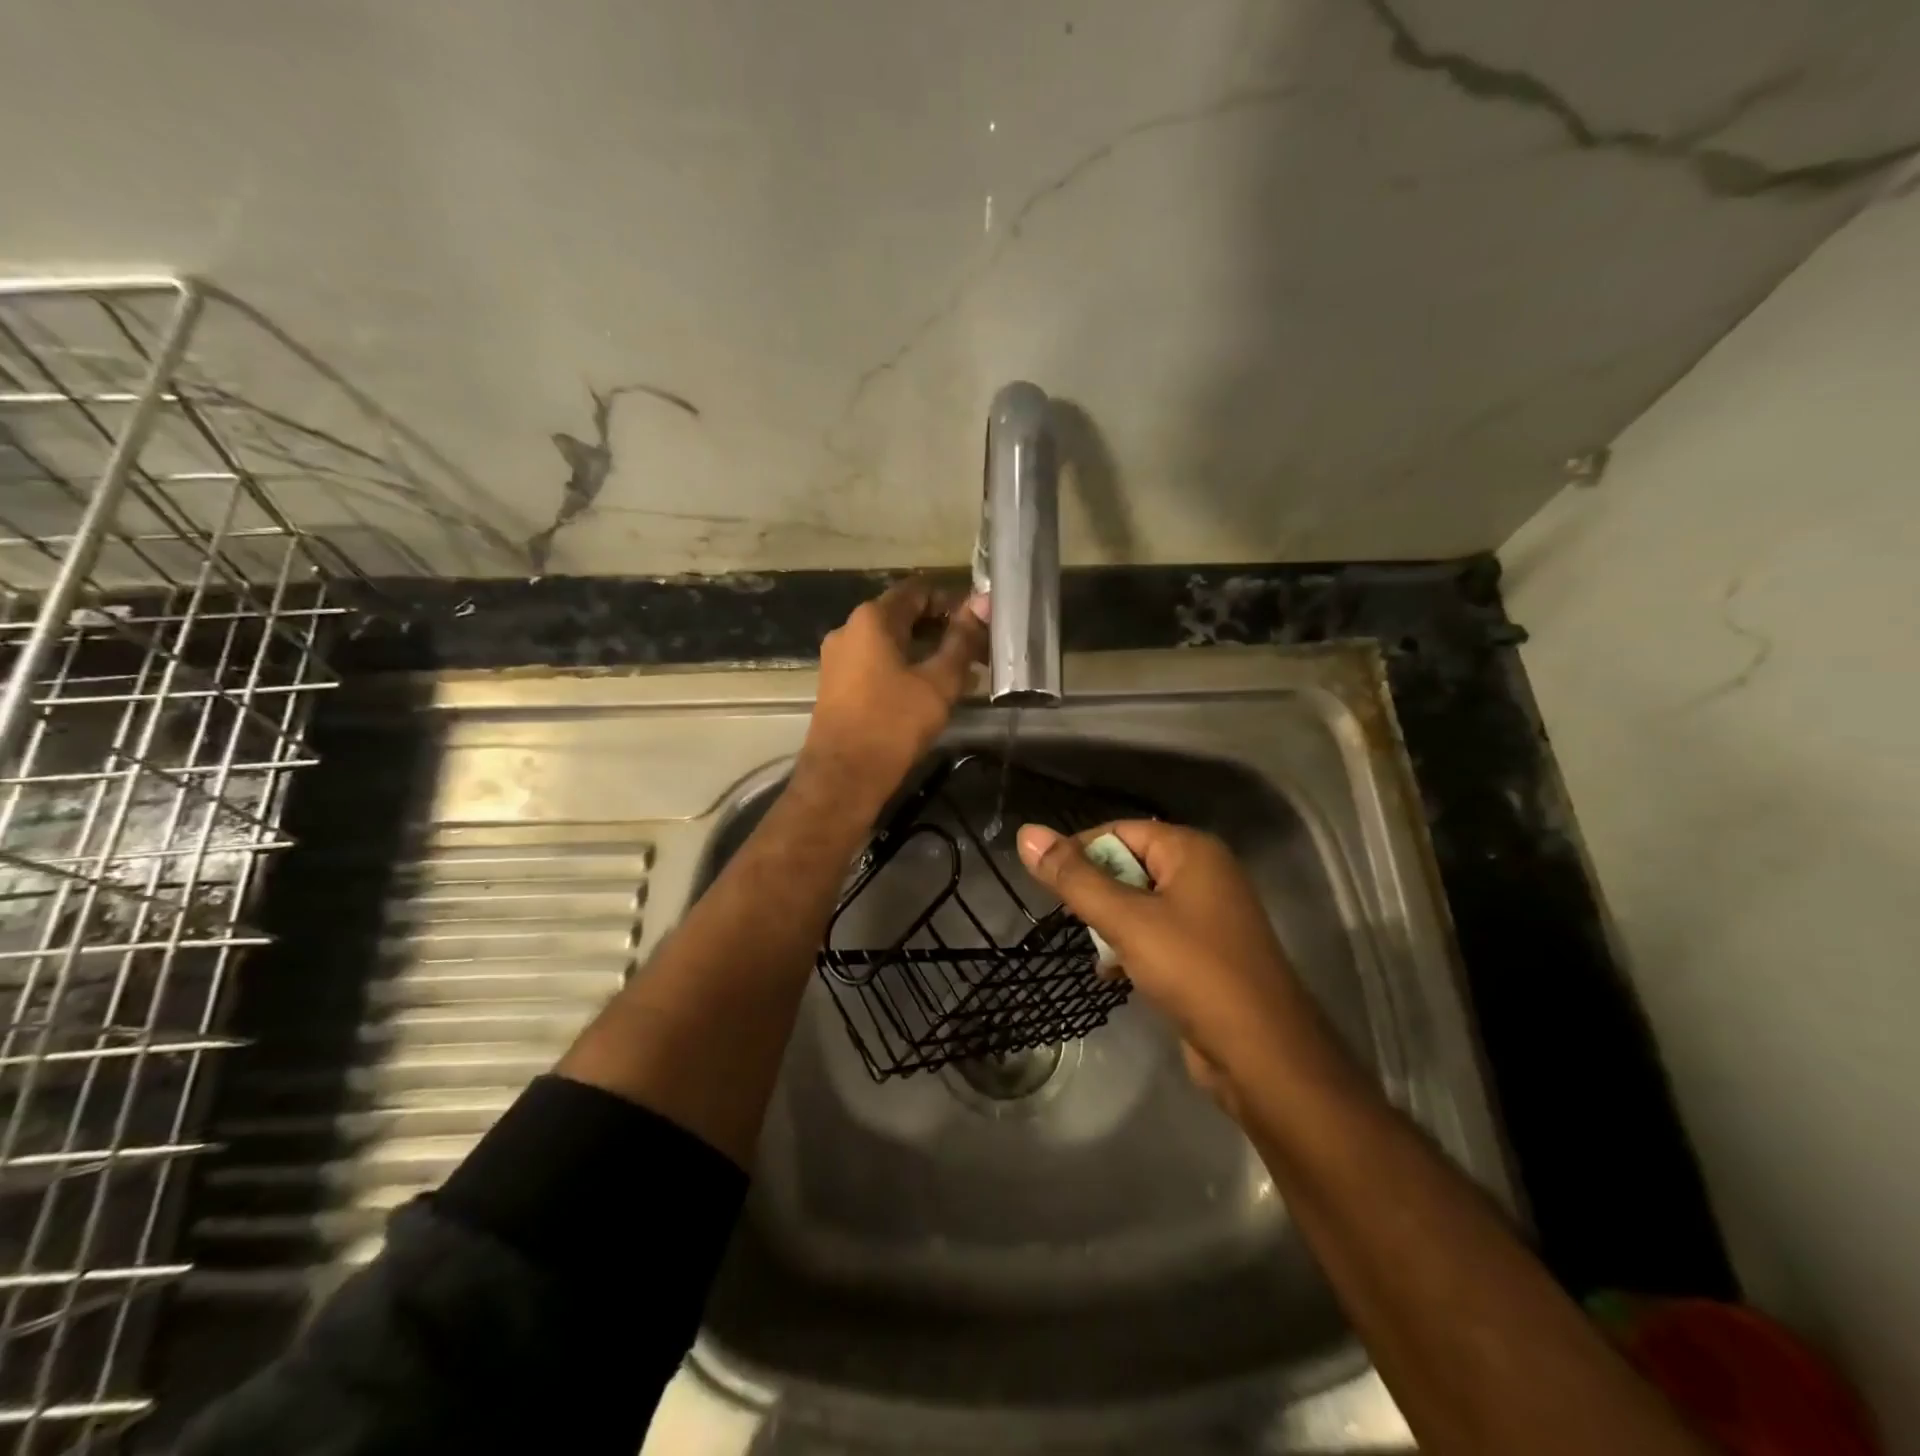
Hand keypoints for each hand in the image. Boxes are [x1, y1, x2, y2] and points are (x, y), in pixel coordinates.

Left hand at [800, 579, 986, 808]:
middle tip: (976, 650)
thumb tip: (983, 603)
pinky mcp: (837, 684)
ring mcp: (838, 657)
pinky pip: (876, 663)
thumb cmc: (893, 724)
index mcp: (872, 619)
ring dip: (925, 651)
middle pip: (902, 615)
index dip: (952, 601)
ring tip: (962, 674)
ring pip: (890, 642)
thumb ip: (962, 640)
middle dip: (941, 629)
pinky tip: (931, 690)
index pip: (918, 591)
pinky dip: (905, 667)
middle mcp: (849, 629)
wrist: (843, 777)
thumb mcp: (938, 682)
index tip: (979, 621)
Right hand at [1016, 820, 1328, 1110]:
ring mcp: (1209, 915)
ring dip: (1111, 924)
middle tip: (1072, 920)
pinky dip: (1132, 947)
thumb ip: (1074, 878)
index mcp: (1192, 851)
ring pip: (1140, 904)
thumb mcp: (1126, 920)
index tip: (1048, 883)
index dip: (1080, 851)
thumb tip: (1027, 833)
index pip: (1120, 830)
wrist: (1263, 1055)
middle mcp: (1204, 874)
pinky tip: (1112, 974)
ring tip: (1095, 950)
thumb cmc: (1194, 971)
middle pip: (1130, 865)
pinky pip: (1157, 935)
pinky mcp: (1207, 953)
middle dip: (1096, 893)